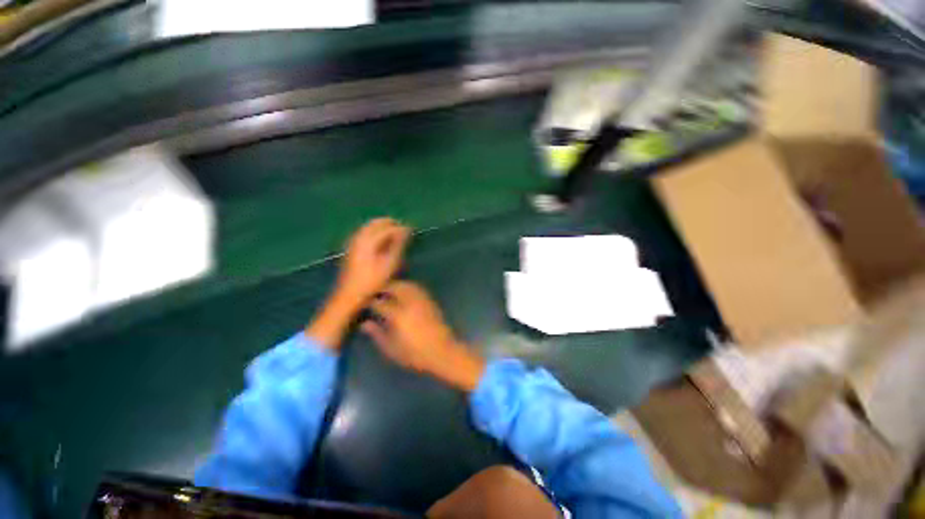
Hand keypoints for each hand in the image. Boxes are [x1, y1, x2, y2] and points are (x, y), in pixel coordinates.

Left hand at [335, 218, 410, 306]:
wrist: (350, 293)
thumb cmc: (373, 280)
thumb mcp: (390, 263)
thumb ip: (398, 245)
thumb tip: (406, 230)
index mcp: (369, 240)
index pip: (387, 227)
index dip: (400, 227)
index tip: (411, 229)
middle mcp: (359, 237)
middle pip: (376, 223)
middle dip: (390, 223)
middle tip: (403, 228)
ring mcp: (353, 242)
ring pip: (369, 226)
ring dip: (382, 226)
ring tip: (395, 232)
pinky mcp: (351, 247)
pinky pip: (364, 232)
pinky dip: (374, 231)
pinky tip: (381, 238)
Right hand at [362, 281, 485, 391]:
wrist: (443, 352)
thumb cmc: (415, 354)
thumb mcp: (392, 349)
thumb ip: (377, 335)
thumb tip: (365, 324)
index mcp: (398, 315)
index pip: (380, 303)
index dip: (371, 302)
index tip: (365, 304)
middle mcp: (410, 303)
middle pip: (395, 287)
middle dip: (384, 288)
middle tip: (377, 294)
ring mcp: (422, 300)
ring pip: (407, 285)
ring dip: (396, 285)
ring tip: (389, 292)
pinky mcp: (430, 301)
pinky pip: (417, 288)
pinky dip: (408, 287)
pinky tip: (404, 294)